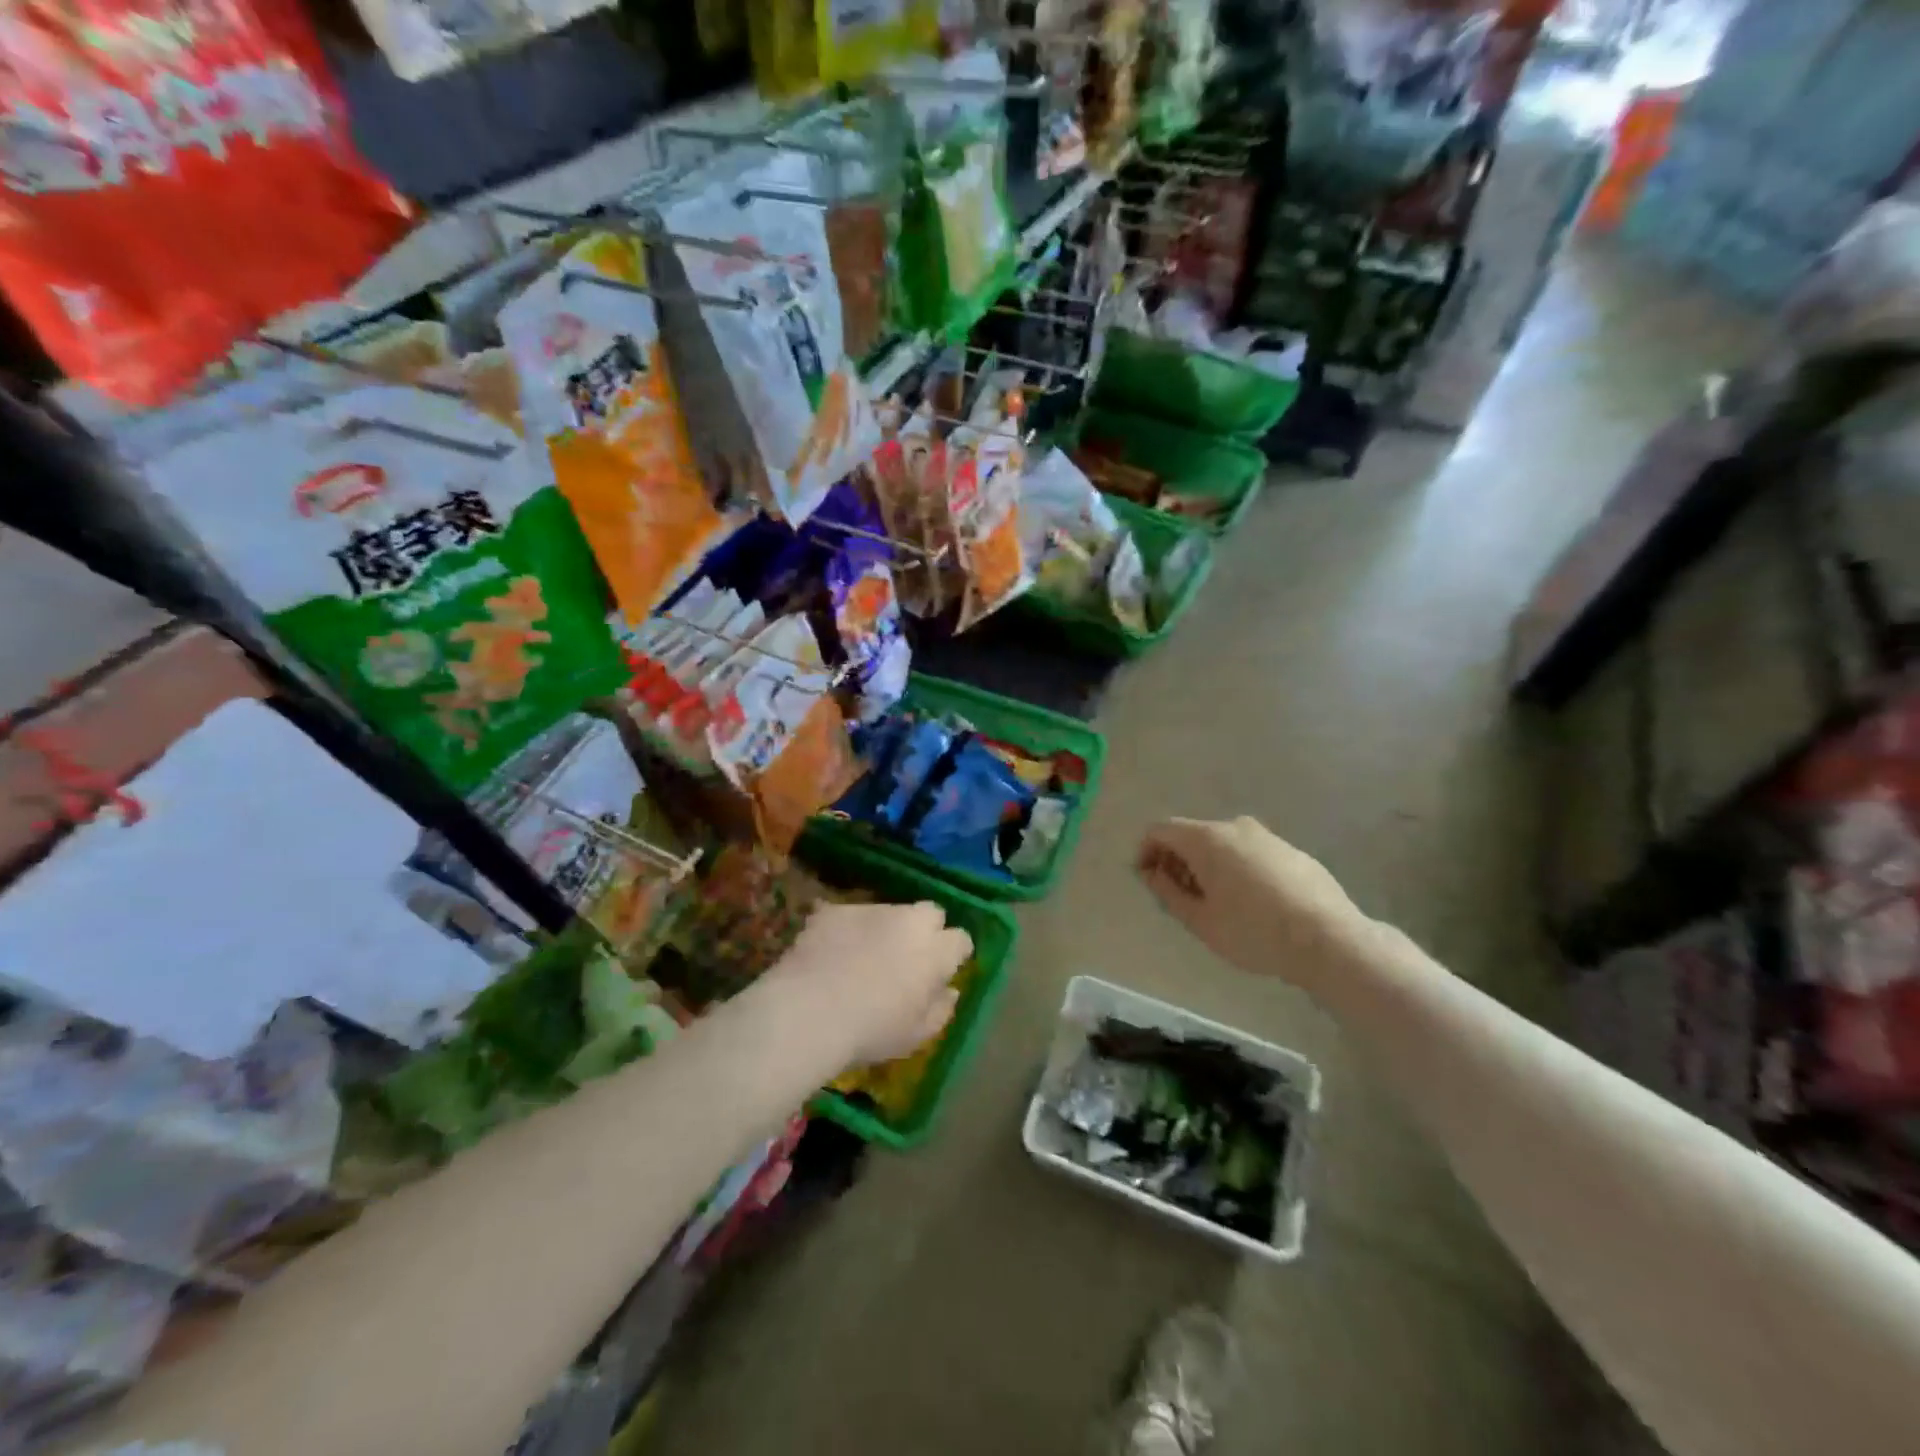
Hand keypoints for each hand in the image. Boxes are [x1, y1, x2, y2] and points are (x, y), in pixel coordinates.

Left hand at [764, 901, 972, 1070]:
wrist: (809, 1012)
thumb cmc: (871, 1031)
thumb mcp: (916, 1036)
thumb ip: (941, 1010)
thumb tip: (950, 991)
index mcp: (935, 951)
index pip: (960, 939)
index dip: (953, 954)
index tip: (943, 971)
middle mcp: (909, 921)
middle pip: (931, 913)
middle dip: (926, 929)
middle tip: (908, 957)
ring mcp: (871, 910)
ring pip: (889, 911)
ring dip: (885, 929)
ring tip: (862, 956)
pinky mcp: (836, 909)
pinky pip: (849, 916)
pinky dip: (846, 930)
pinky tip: (831, 953)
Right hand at [1136, 817, 1373, 989]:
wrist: (1329, 940)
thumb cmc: (1254, 932)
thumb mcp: (1199, 920)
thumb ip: (1168, 892)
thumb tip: (1151, 873)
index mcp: (1206, 838)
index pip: (1160, 830)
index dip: (1146, 851)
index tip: (1147, 881)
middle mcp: (1234, 826)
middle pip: (1191, 835)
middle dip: (1177, 861)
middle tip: (1179, 898)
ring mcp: (1267, 836)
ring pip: (1222, 843)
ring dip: (1208, 866)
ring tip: (1215, 903)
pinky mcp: (1291, 850)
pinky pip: (1249, 853)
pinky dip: (1236, 868)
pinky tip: (1250, 903)